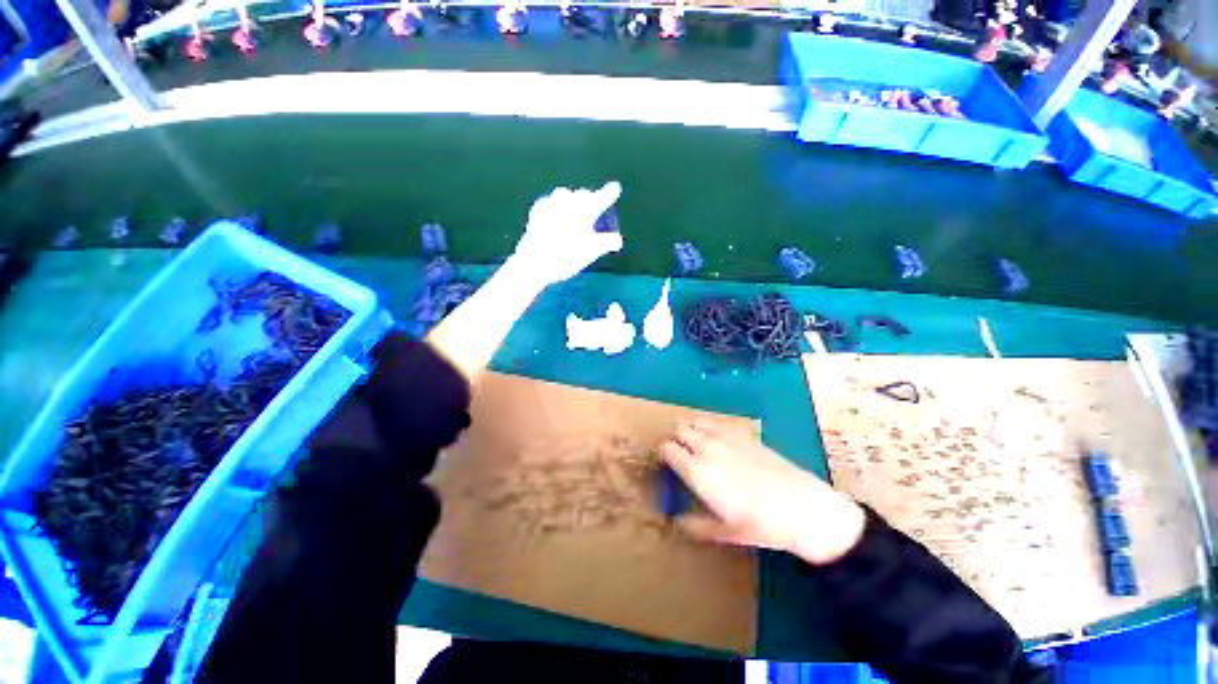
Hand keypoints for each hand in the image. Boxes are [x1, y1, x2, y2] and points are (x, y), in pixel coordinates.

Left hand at [509, 182, 623, 286]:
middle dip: (589, 202)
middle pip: (582, 196)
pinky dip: (557, 209)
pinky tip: (556, 219)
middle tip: (592, 214)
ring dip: (572, 203)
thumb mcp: (591, 252)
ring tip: (574, 217)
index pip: (600, 198)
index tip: (615, 187)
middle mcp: (567, 200)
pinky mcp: (537, 211)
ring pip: (565, 197)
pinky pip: (551, 203)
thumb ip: (607, 242)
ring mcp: (550, 203)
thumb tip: (618, 240)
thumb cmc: (566, 256)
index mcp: (583, 208)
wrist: (534, 262)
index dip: (608, 194)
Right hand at [660, 420, 866, 565]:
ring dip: (691, 429)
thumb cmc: (760, 524)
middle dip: (676, 439)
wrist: (802, 507)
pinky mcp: (742, 433)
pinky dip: (709, 426)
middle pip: (679, 429)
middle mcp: (707, 447)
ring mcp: (725, 437)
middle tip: (682, 454)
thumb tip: (677, 522)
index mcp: (697, 471)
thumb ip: (695, 526)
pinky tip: (719, 441)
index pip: (667, 449)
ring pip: (695, 420)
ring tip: (697, 444)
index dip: (664, 455)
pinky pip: (716, 421)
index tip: (668, 464)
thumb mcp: (725, 532)